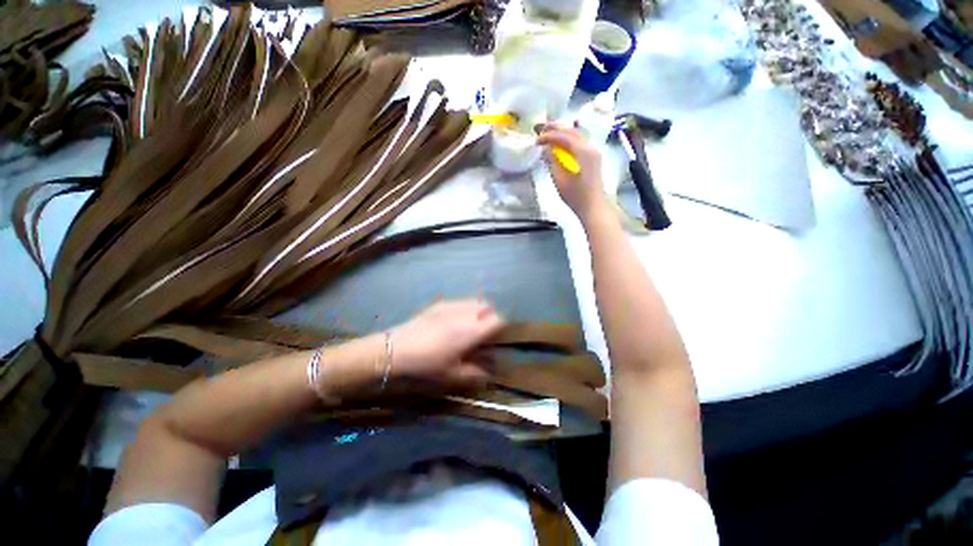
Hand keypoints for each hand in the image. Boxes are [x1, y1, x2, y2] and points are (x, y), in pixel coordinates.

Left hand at [389, 299, 505, 388]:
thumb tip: (490, 372)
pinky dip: (464, 309)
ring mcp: (451, 305)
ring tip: (468, 326)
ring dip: (478, 311)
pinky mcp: (439, 304)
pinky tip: (452, 321)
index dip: (501, 328)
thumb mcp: (453, 375)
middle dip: (490, 317)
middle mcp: (465, 314)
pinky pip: (460, 302)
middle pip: (488, 307)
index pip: (498, 320)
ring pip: (474, 301)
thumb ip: (476, 373)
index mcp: (471, 331)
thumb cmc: (427, 365)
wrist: (396, 350)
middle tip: (482, 333)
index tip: (495, 339)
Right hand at [537, 123, 608, 221]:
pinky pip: (579, 143)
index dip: (548, 136)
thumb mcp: (560, 180)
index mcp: (583, 151)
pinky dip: (568, 140)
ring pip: (577, 135)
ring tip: (548, 133)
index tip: (536, 140)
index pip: (563, 136)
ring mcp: (594, 152)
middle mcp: (590, 147)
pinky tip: (560, 144)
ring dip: (562, 133)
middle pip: (572, 131)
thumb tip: (546, 149)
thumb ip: (552, 161)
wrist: (593, 207)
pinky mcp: (593, 158)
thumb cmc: (576, 196)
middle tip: (540, 129)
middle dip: (555, 129)